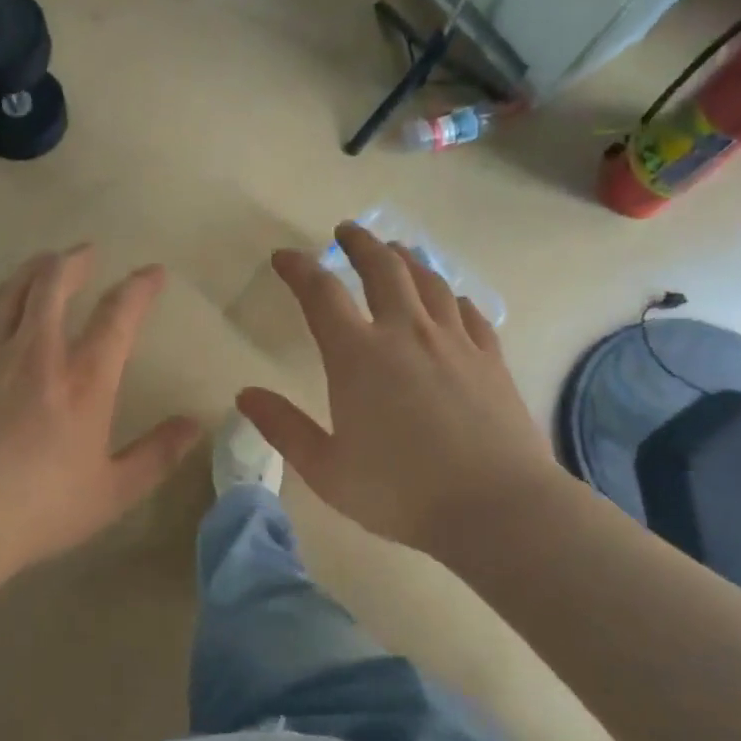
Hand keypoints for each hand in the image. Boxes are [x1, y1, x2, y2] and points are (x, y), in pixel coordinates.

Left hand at [0, 245, 201, 580]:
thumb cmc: (41, 509)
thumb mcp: (113, 492)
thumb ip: (157, 454)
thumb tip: (194, 424)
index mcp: (83, 381)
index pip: (118, 316)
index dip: (139, 288)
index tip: (153, 272)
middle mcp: (36, 354)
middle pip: (53, 283)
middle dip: (74, 260)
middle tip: (87, 253)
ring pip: (11, 292)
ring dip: (32, 271)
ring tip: (44, 264)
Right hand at [237, 223, 560, 556]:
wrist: (496, 508)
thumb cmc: (400, 492)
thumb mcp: (326, 469)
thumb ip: (283, 428)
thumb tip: (244, 395)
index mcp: (358, 356)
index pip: (321, 294)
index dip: (299, 269)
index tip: (284, 258)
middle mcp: (405, 334)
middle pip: (382, 269)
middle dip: (360, 244)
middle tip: (347, 231)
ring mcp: (453, 342)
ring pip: (428, 282)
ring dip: (406, 260)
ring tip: (395, 251)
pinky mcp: (489, 359)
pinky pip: (468, 312)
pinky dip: (450, 297)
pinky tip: (449, 299)